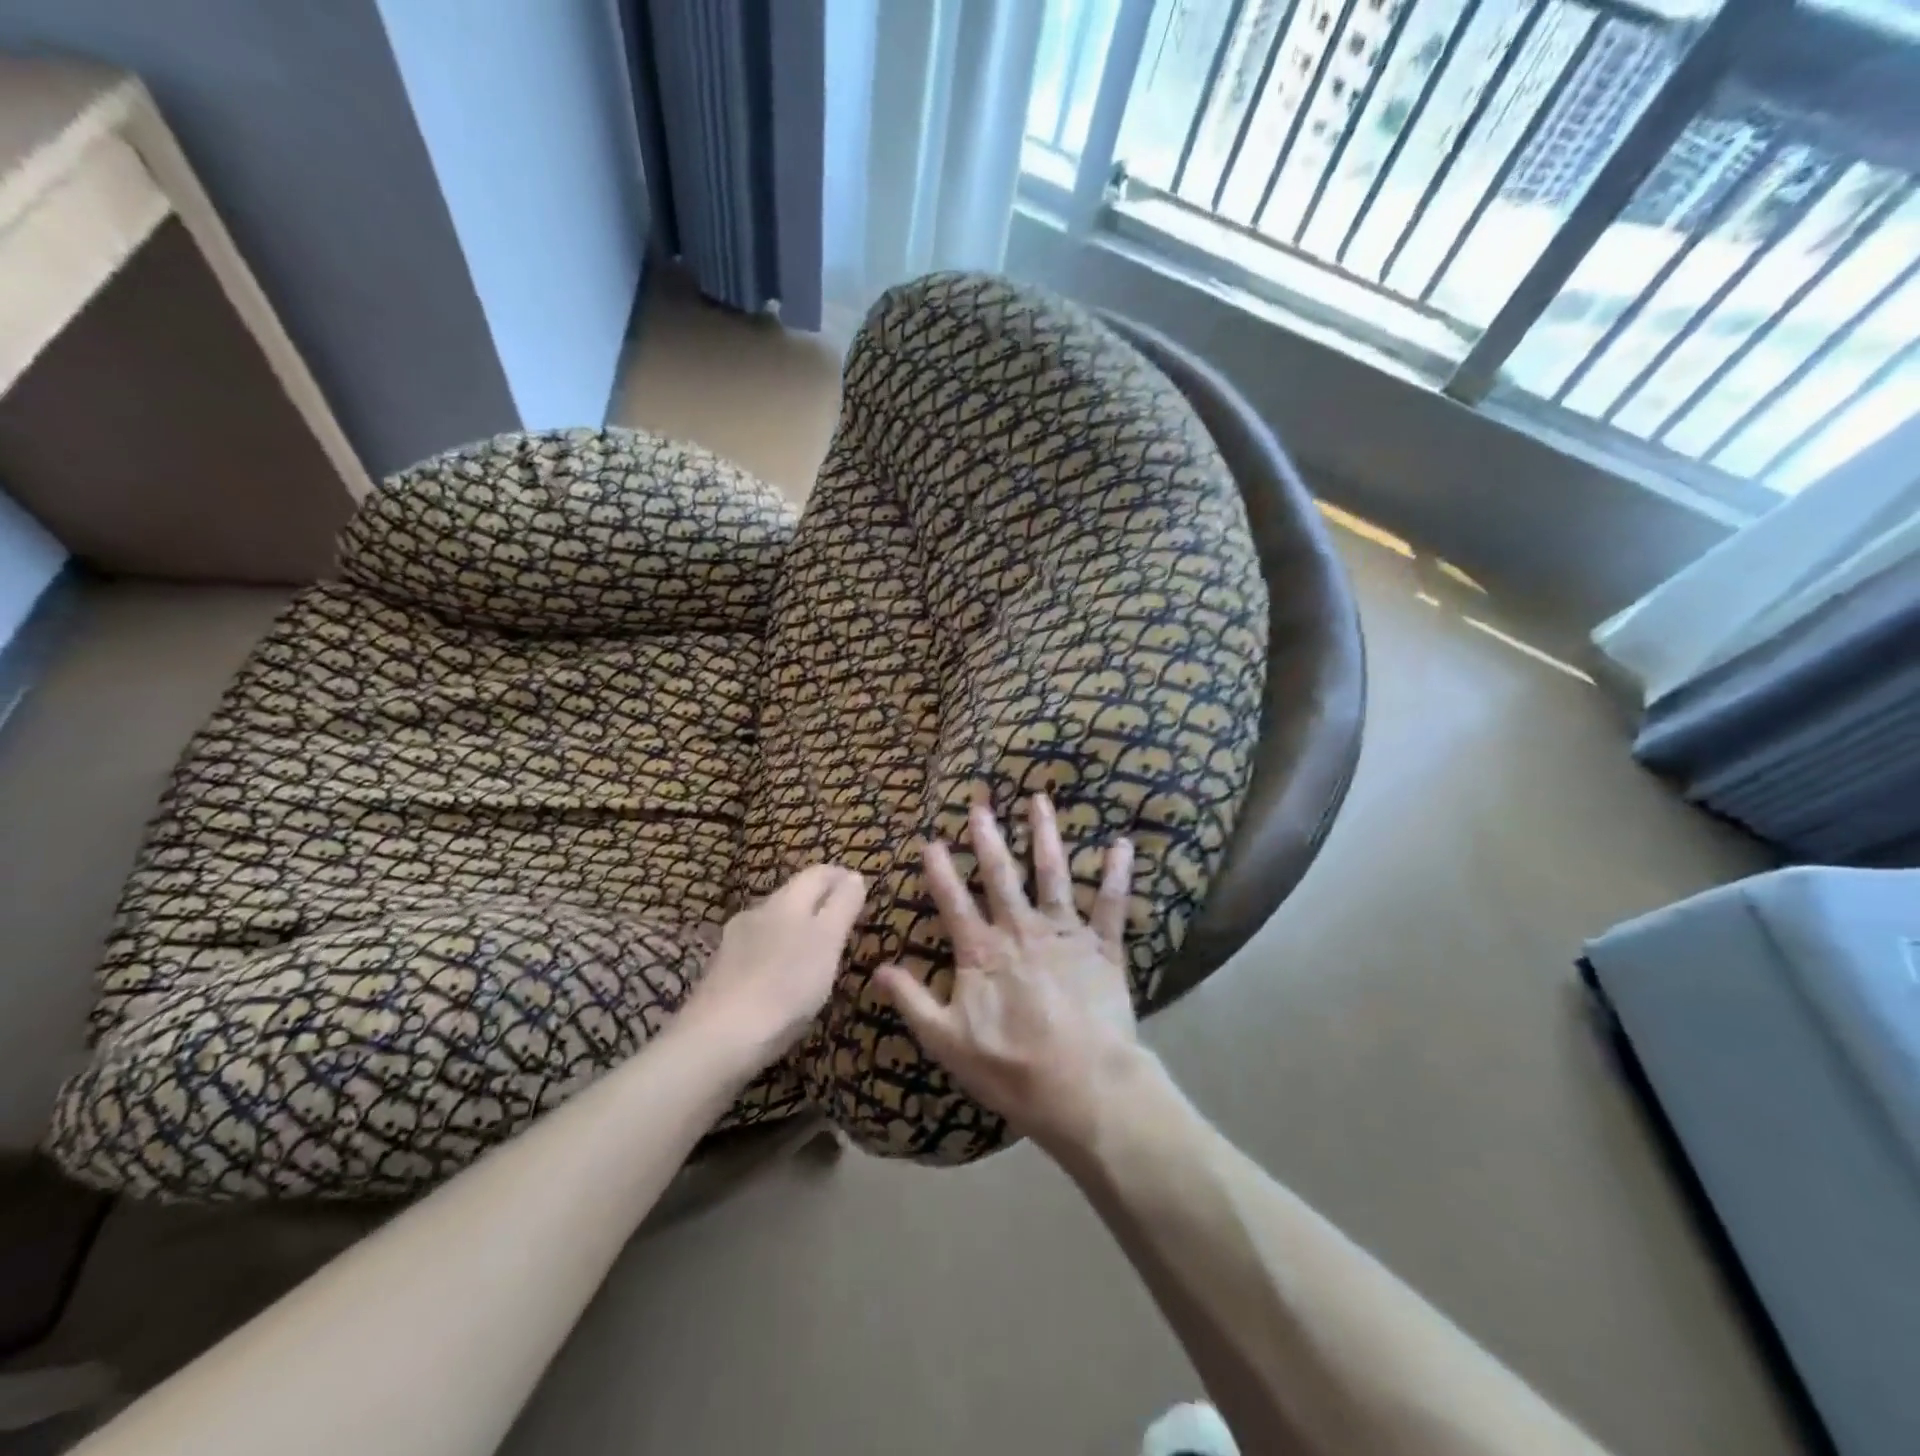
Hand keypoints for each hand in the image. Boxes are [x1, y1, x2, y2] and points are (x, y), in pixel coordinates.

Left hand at [683, 865, 865, 1065]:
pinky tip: (784, 976)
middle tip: (845, 921)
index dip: (840, 877)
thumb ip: (842, 906)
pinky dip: (778, 952)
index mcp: (786, 901)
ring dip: (798, 927)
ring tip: (818, 950)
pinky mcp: (722, 971)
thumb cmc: (785, 987)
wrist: (717, 1039)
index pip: (818, 874)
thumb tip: (854, 876)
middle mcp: (758, 911)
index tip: (860, 889)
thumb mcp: (827, 943)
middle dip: (820, 901)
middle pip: (794, 895)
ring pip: (775, 922)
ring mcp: (734, 941)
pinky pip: (759, 949)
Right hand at [876, 796, 1152, 1155]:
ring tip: (1040, 800)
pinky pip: (1110, 904)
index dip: (939, 869)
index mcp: (982, 951)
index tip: (930, 839)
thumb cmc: (1011, 1069)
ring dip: (1045, 835)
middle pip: (1001, 875)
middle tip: (982, 803)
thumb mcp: (947, 1041)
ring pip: (1053, 874)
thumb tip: (877, 968)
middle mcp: (1021, 929)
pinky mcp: (1102, 947)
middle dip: (988, 837)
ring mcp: (1064, 933)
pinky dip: (1116, 873)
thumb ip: (912, 1001)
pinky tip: (1120, 844)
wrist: (1083, 1088)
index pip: (953, 901)